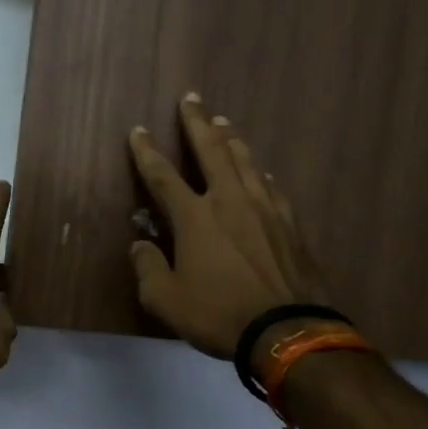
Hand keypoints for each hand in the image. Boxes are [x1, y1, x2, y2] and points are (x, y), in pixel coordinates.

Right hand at [127, 95, 335, 360]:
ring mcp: (264, 209)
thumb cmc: (218, 314)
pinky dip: (259, 174)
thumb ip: (148, 267)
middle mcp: (229, 201)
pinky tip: (261, 172)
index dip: (146, 152)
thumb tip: (139, 244)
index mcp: (194, 217)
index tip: (138, 130)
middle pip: (211, 150)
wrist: (286, 330)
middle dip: (196, 123)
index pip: (163, 176)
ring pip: (245, 161)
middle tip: (190, 98)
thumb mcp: (165, 300)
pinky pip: (270, 187)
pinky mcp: (289, 224)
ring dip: (230, 138)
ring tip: (223, 121)